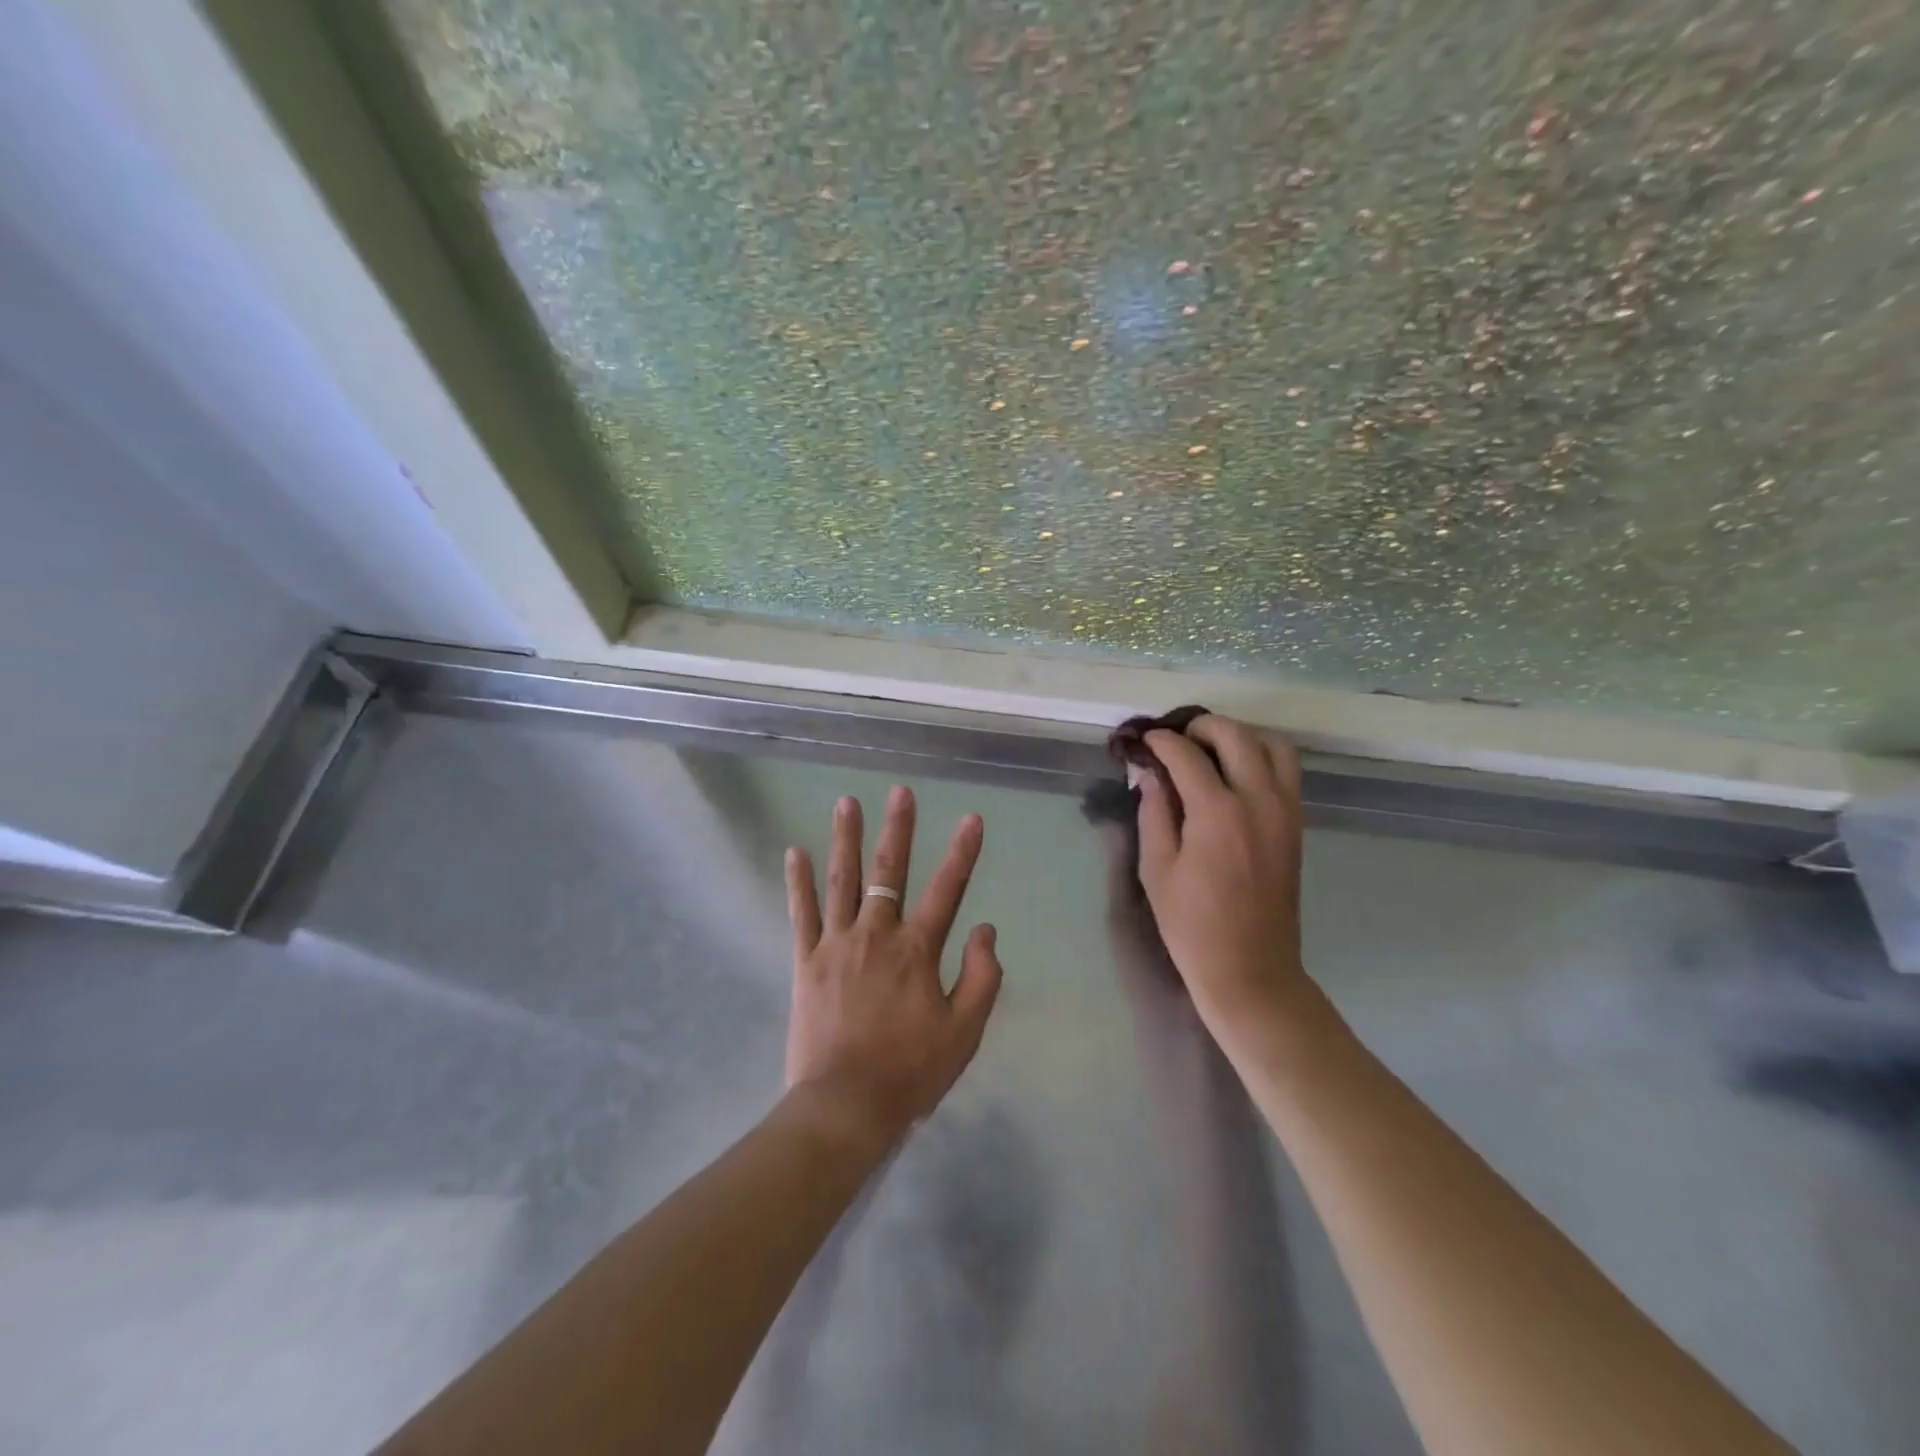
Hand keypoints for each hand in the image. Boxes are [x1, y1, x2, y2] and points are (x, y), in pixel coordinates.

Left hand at [784, 786, 1003, 1151]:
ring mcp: (836, 944)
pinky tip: (795, 851)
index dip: (962, 852)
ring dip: (845, 839)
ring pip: (842, 881)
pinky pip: (801, 913)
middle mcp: (876, 935)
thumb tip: (987, 929)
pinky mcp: (806, 961)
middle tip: (900, 792)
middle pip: (889, 872)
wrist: (846, 1105)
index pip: (947, 890)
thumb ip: (982, 976)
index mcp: (917, 950)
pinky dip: (798, 882)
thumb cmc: (911, 1070)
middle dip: (897, 829)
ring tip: (847, 802)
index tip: (971, 818)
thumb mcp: (965, 1031)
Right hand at [1137, 716, 1310, 1030]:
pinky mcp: (1296, 824)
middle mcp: (1259, 801)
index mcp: (1217, 814)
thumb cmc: (1192, 925)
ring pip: (1273, 744)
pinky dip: (1260, 756)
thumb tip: (1150, 772)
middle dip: (1201, 728)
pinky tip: (1233, 775)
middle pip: (1236, 735)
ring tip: (1210, 752)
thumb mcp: (1156, 869)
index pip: (1187, 754)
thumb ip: (1153, 811)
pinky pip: (1286, 770)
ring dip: (1239, 736)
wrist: (1251, 969)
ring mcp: (1285, 811)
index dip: (1162, 741)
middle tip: (1175, 742)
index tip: (1145, 741)